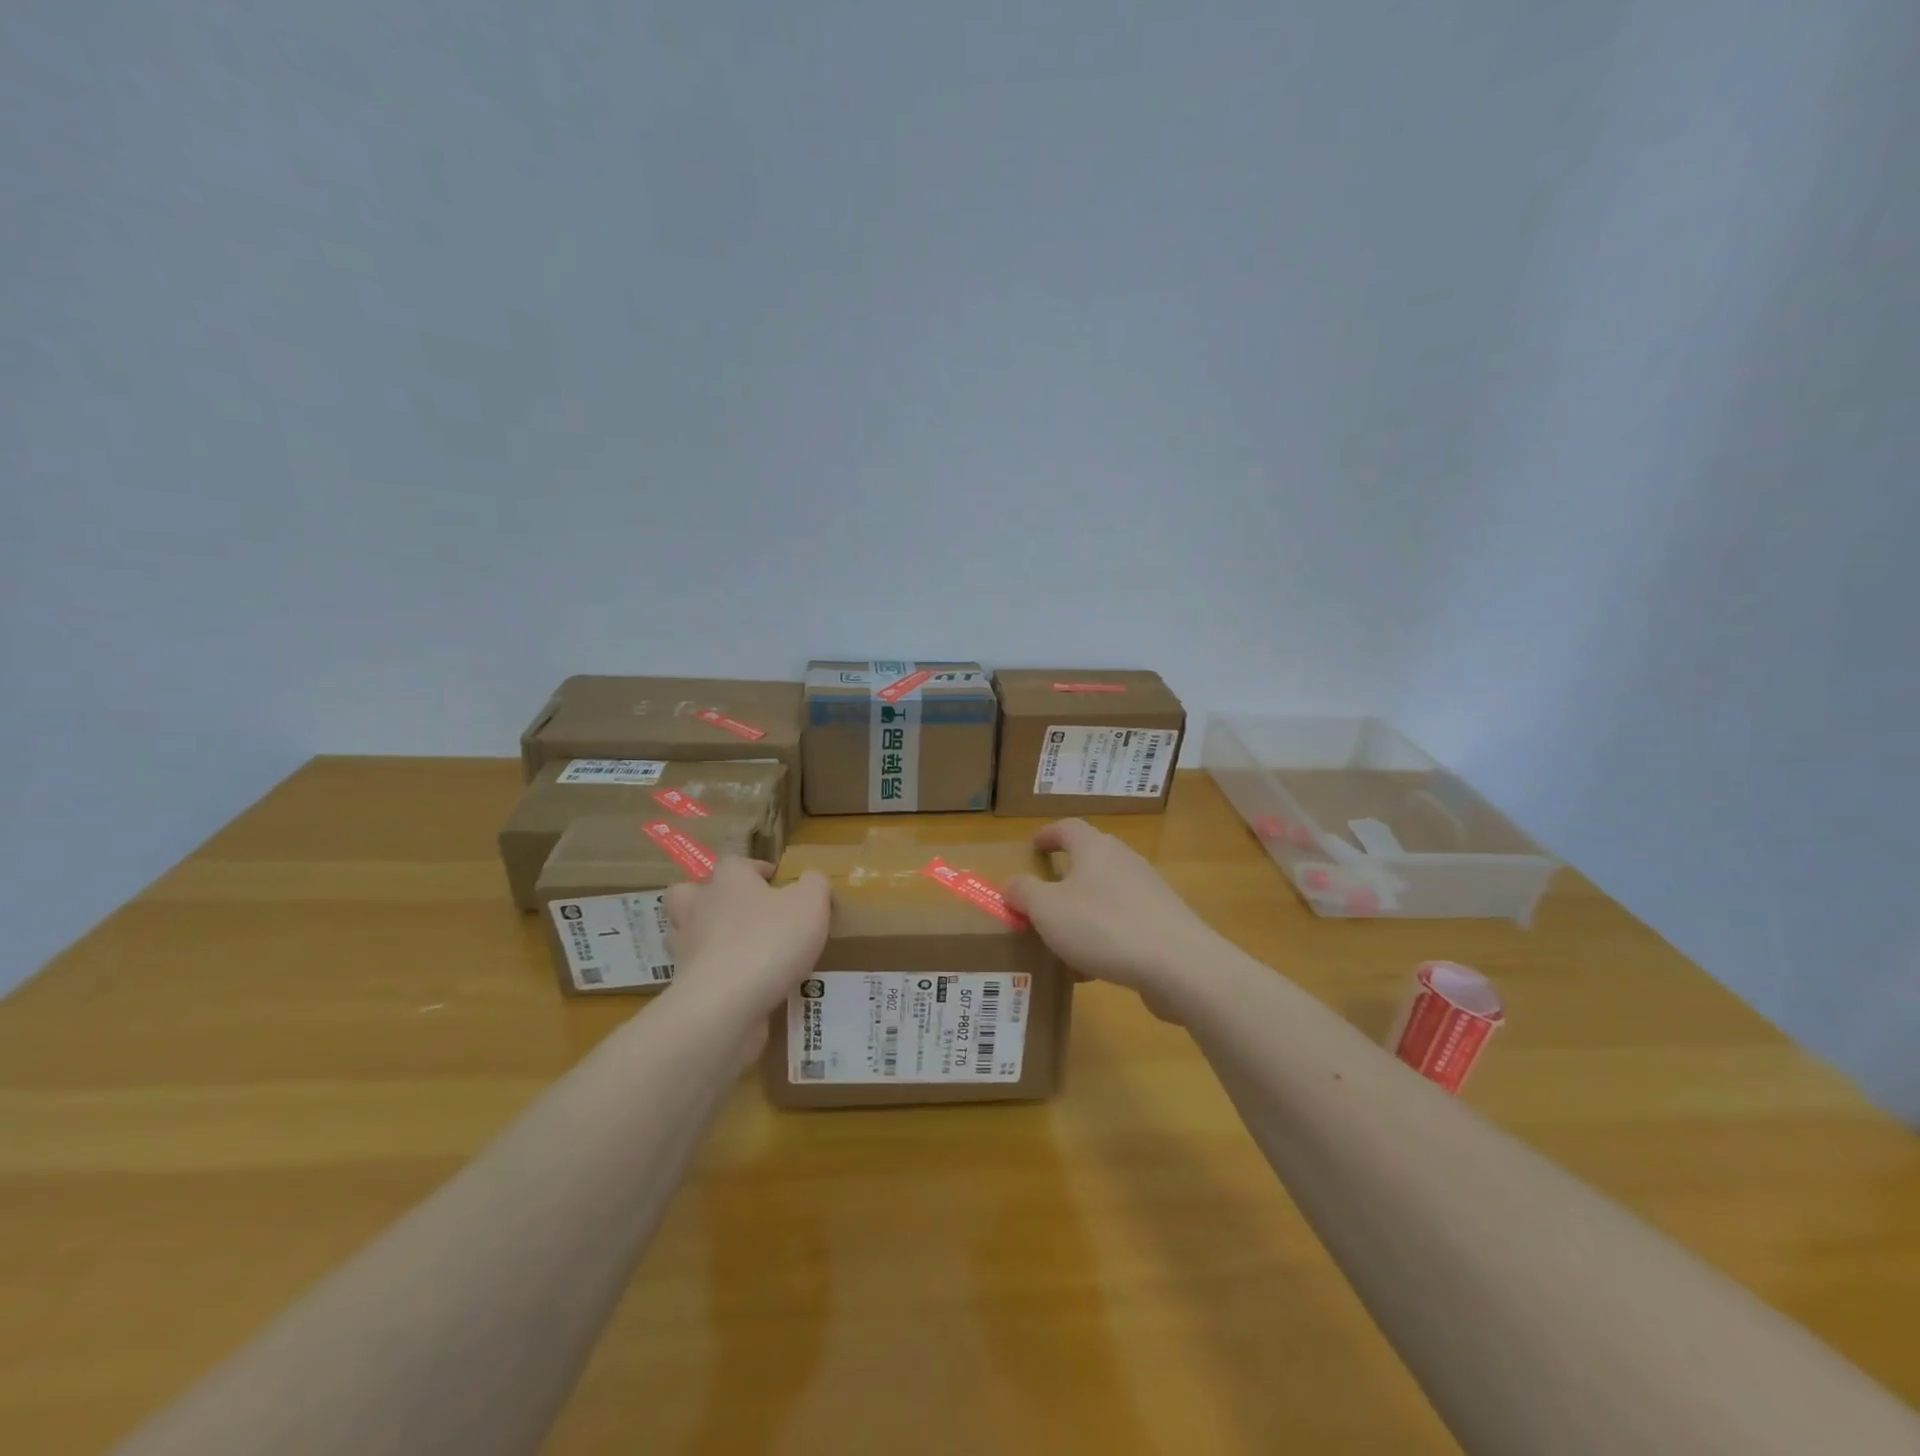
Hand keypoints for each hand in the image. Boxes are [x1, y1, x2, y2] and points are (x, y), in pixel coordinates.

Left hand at [663, 859, 829, 1047]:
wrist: (726, 1003)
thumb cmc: (770, 940)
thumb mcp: (811, 903)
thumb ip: (815, 884)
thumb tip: (811, 879)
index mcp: (729, 880)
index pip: (736, 862)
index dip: (756, 869)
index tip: (777, 883)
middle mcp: (699, 907)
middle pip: (689, 891)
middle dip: (707, 898)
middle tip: (738, 911)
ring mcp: (685, 947)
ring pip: (684, 933)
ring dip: (704, 937)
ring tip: (736, 950)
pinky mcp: (683, 985)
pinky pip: (695, 973)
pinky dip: (712, 976)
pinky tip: (739, 986)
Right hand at [1005, 819, 1223, 1014]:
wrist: (1179, 965)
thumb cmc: (1104, 927)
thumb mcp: (1047, 910)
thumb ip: (1024, 893)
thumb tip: (1014, 884)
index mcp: (1095, 849)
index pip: (1068, 827)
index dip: (1048, 834)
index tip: (1033, 845)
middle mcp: (1125, 860)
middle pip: (1092, 856)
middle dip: (1068, 871)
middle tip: (1046, 889)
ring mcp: (1150, 891)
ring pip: (1108, 891)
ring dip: (1086, 906)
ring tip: (1065, 932)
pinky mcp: (1165, 922)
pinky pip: (1125, 920)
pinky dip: (1105, 932)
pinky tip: (1094, 963)